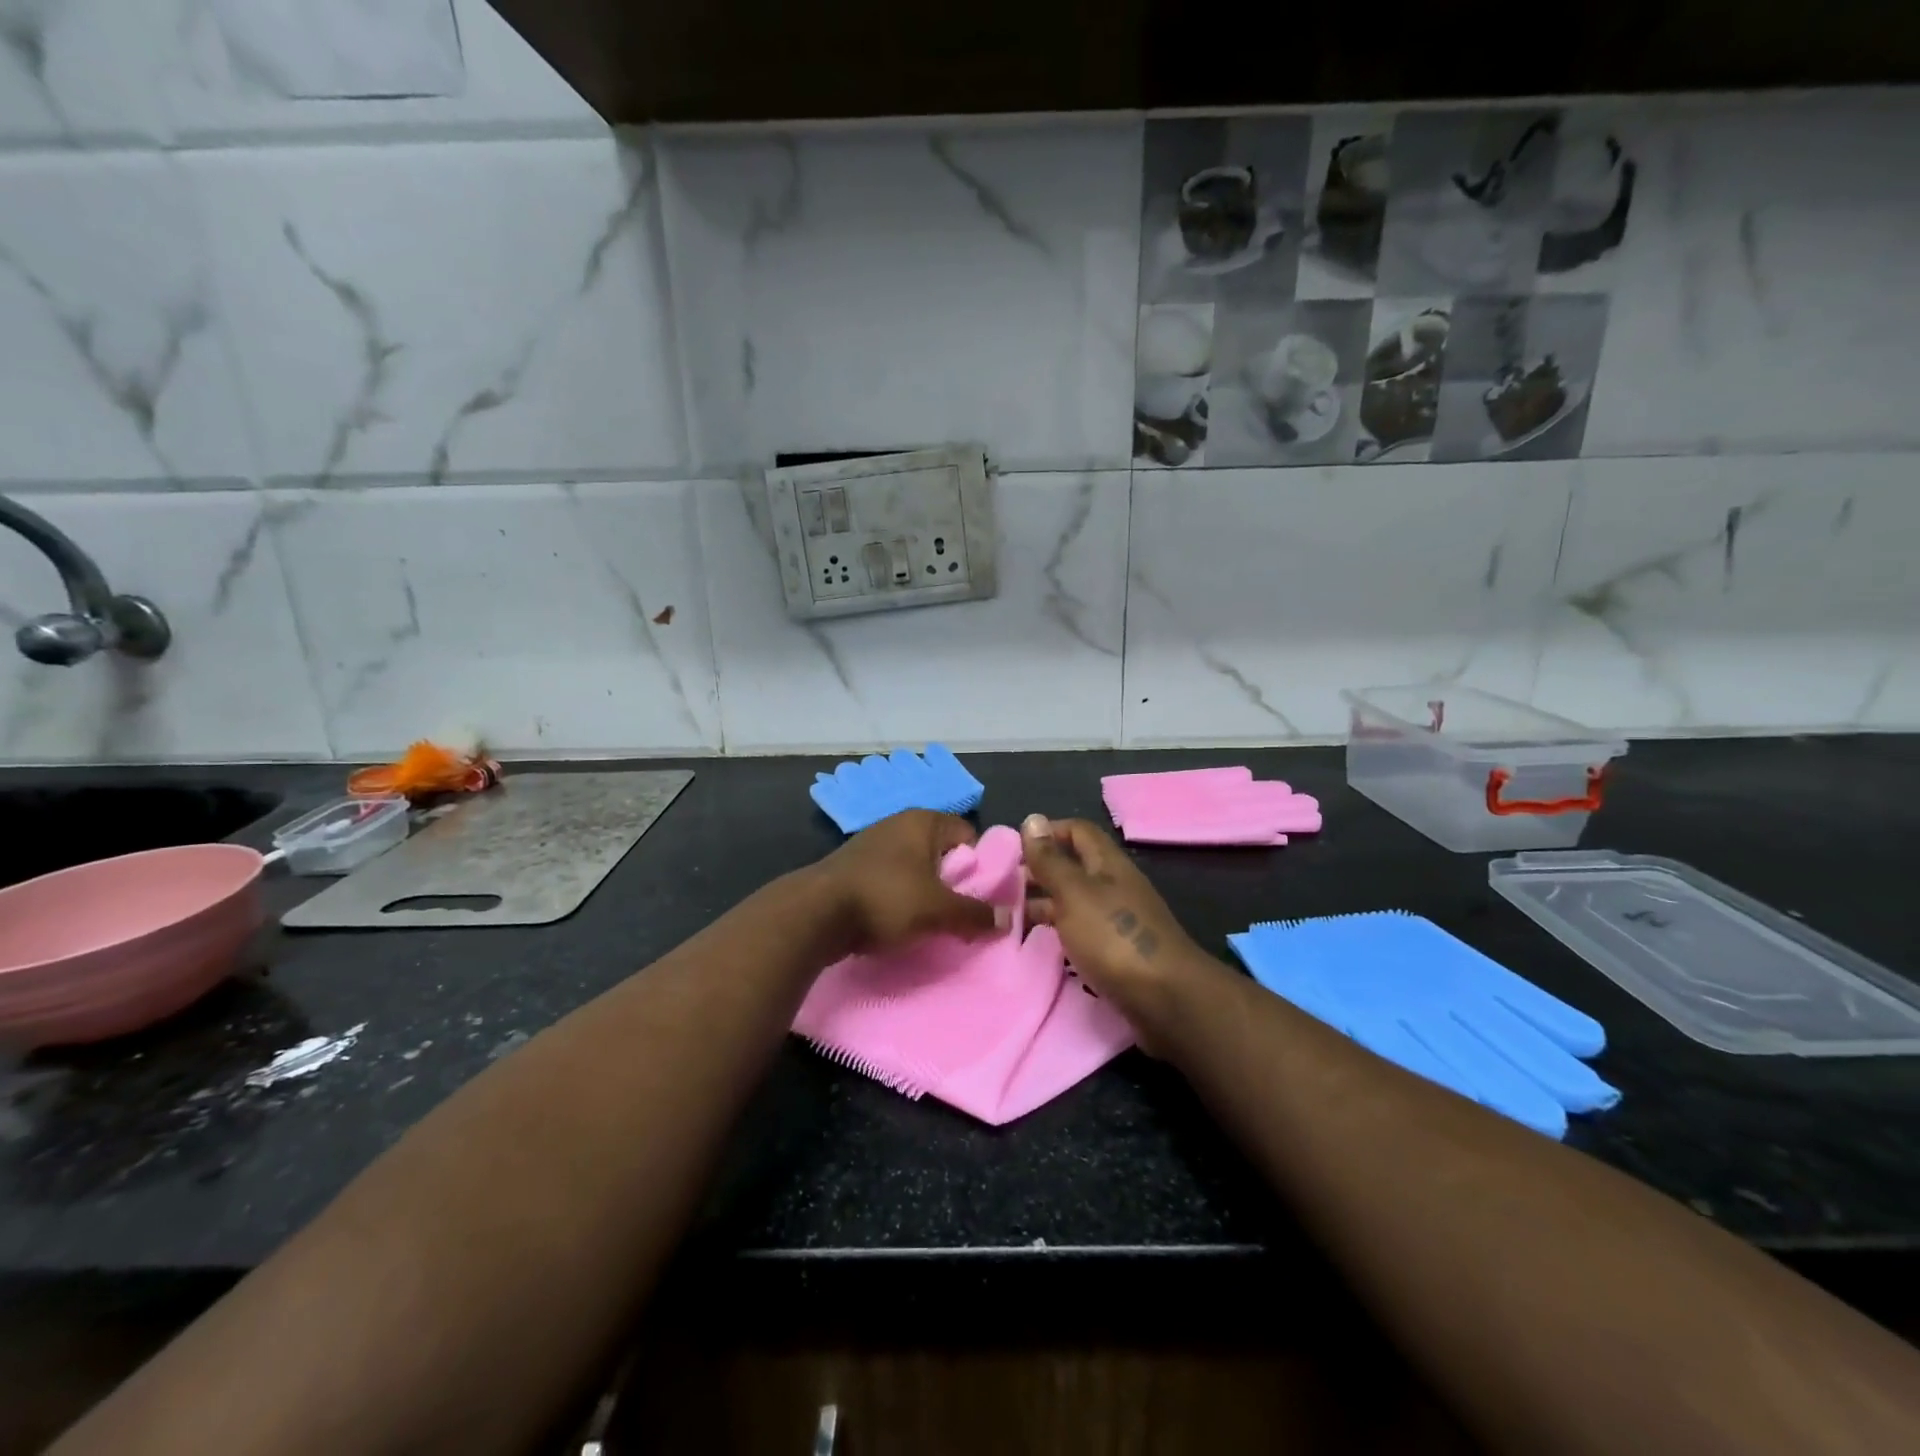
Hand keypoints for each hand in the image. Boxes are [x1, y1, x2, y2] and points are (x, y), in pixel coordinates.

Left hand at [812, 810, 998, 955]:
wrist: (815, 913)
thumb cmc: (886, 898)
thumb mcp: (938, 910)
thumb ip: (975, 914)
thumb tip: (1007, 920)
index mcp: (923, 820)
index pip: (968, 835)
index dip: (980, 865)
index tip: (983, 896)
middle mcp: (898, 823)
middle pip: (942, 852)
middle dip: (953, 882)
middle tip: (960, 913)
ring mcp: (872, 843)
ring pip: (915, 867)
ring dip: (925, 892)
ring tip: (931, 922)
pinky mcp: (853, 866)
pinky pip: (890, 879)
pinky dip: (899, 897)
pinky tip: (899, 921)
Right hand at [1019, 815, 1213, 1043]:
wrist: (1166, 1000)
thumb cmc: (1115, 937)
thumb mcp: (1075, 893)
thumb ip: (1051, 860)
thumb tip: (1032, 819)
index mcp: (1108, 864)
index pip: (1077, 831)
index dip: (1046, 833)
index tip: (1012, 849)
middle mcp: (1114, 887)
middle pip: (1073, 867)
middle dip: (1038, 872)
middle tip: (1001, 886)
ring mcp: (1116, 921)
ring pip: (1073, 902)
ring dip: (1043, 905)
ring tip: (1007, 917)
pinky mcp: (1115, 953)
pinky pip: (1079, 933)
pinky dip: (1056, 934)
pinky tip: (1035, 945)